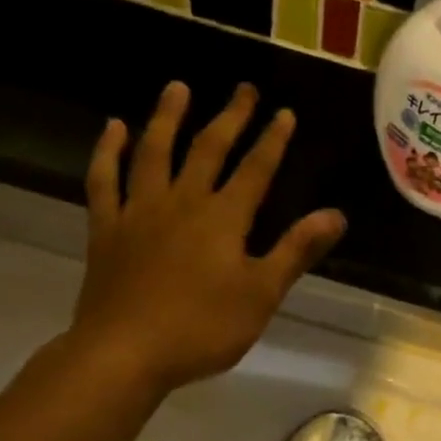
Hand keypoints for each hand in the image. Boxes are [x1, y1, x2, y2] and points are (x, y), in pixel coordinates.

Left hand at [66, 81, 345, 393]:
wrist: (125, 352)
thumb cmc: (202, 329)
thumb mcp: (261, 295)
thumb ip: (296, 252)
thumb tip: (335, 215)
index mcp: (223, 219)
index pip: (255, 170)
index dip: (272, 140)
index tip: (284, 112)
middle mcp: (181, 202)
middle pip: (208, 150)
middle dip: (230, 118)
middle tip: (244, 88)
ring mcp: (139, 212)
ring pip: (154, 153)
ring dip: (167, 117)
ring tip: (177, 88)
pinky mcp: (106, 229)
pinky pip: (104, 180)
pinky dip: (108, 152)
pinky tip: (114, 128)